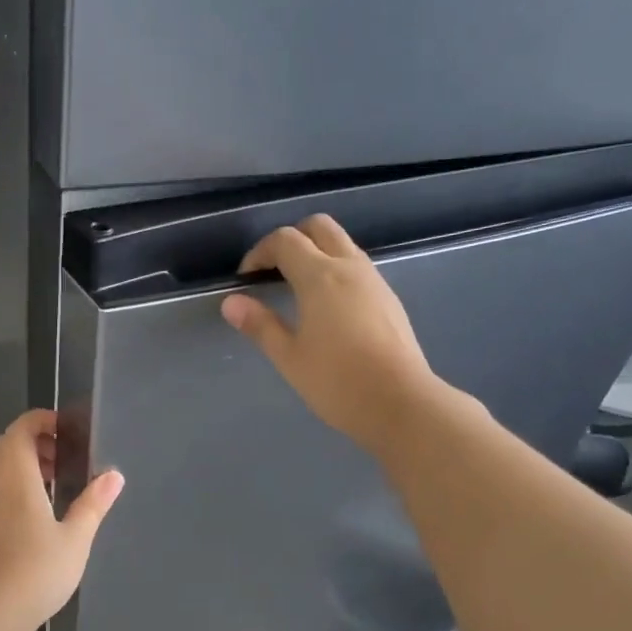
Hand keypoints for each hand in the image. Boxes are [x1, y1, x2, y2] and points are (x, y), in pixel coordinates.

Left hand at [0, 409, 124, 628]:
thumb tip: (114, 475)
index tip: (66, 428)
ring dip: (25, 462)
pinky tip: (42, 508)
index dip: (39, 420)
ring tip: (57, 479)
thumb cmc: (40, 569)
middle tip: (63, 453)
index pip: (19, 431)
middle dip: (33, 439)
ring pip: (0, 468)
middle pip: (6, 445)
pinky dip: (19, 482)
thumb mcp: (77, 536)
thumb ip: (94, 503)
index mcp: (17, 480)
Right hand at [221, 214, 443, 458]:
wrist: (400, 403)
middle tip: (273, 271)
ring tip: (296, 290)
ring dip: (316, 253)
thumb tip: (231, 302)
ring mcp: (374, 281)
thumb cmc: (337, 381)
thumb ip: (260, 325)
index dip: (260, 252)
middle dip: (292, 238)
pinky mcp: (388, 299)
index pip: (285, 240)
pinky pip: (357, 267)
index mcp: (320, 277)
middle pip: (319, 227)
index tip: (246, 279)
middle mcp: (350, 267)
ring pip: (342, 244)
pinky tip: (326, 308)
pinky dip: (335, 270)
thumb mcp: (289, 357)